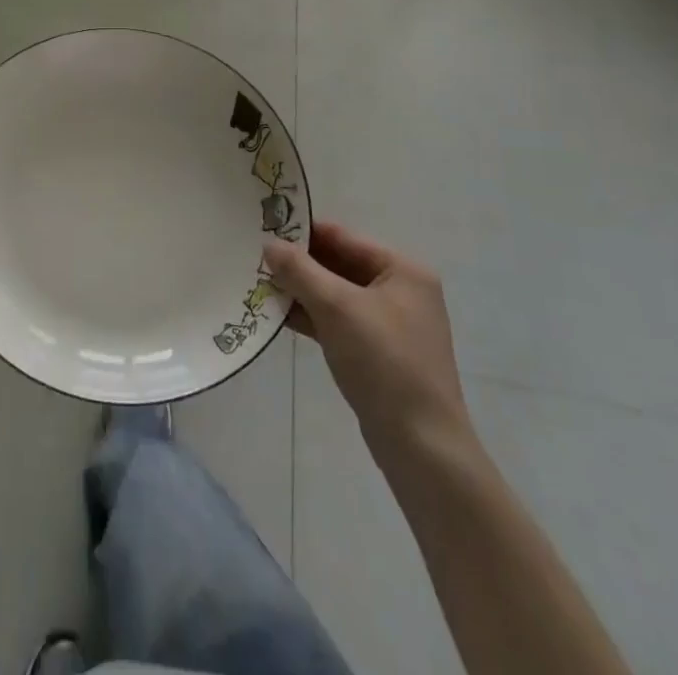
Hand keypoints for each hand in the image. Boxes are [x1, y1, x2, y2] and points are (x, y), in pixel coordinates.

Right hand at [264, 222, 473, 479]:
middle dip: (299, 265)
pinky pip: (338, 321)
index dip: (302, 233)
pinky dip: (311, 317)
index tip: (263, 230)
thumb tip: (269, 245)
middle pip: (339, 264)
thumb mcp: (336, 307)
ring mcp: (390, 324)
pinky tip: (278, 316)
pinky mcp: (377, 353)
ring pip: (335, 295)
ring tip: (258, 285)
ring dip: (301, 292)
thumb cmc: (383, 362)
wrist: (421, 446)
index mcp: (402, 270)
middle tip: (255, 259)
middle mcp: (400, 291)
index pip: (343, 237)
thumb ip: (299, 271)